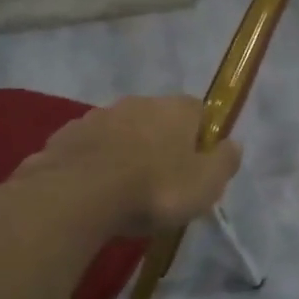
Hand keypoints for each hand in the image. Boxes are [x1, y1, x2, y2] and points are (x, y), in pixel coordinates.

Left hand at [18, 96, 242, 236]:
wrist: (80, 195)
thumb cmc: (155, 189)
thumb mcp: (206, 185)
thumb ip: (225, 162)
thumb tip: (234, 144)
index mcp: (175, 109)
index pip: (198, 112)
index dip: (201, 138)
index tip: (197, 167)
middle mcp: (137, 103)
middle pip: (157, 120)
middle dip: (160, 144)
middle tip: (161, 182)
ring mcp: (97, 116)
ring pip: (120, 132)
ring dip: (125, 152)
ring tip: (124, 190)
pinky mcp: (65, 136)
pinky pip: (89, 148)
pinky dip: (94, 163)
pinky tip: (93, 191)